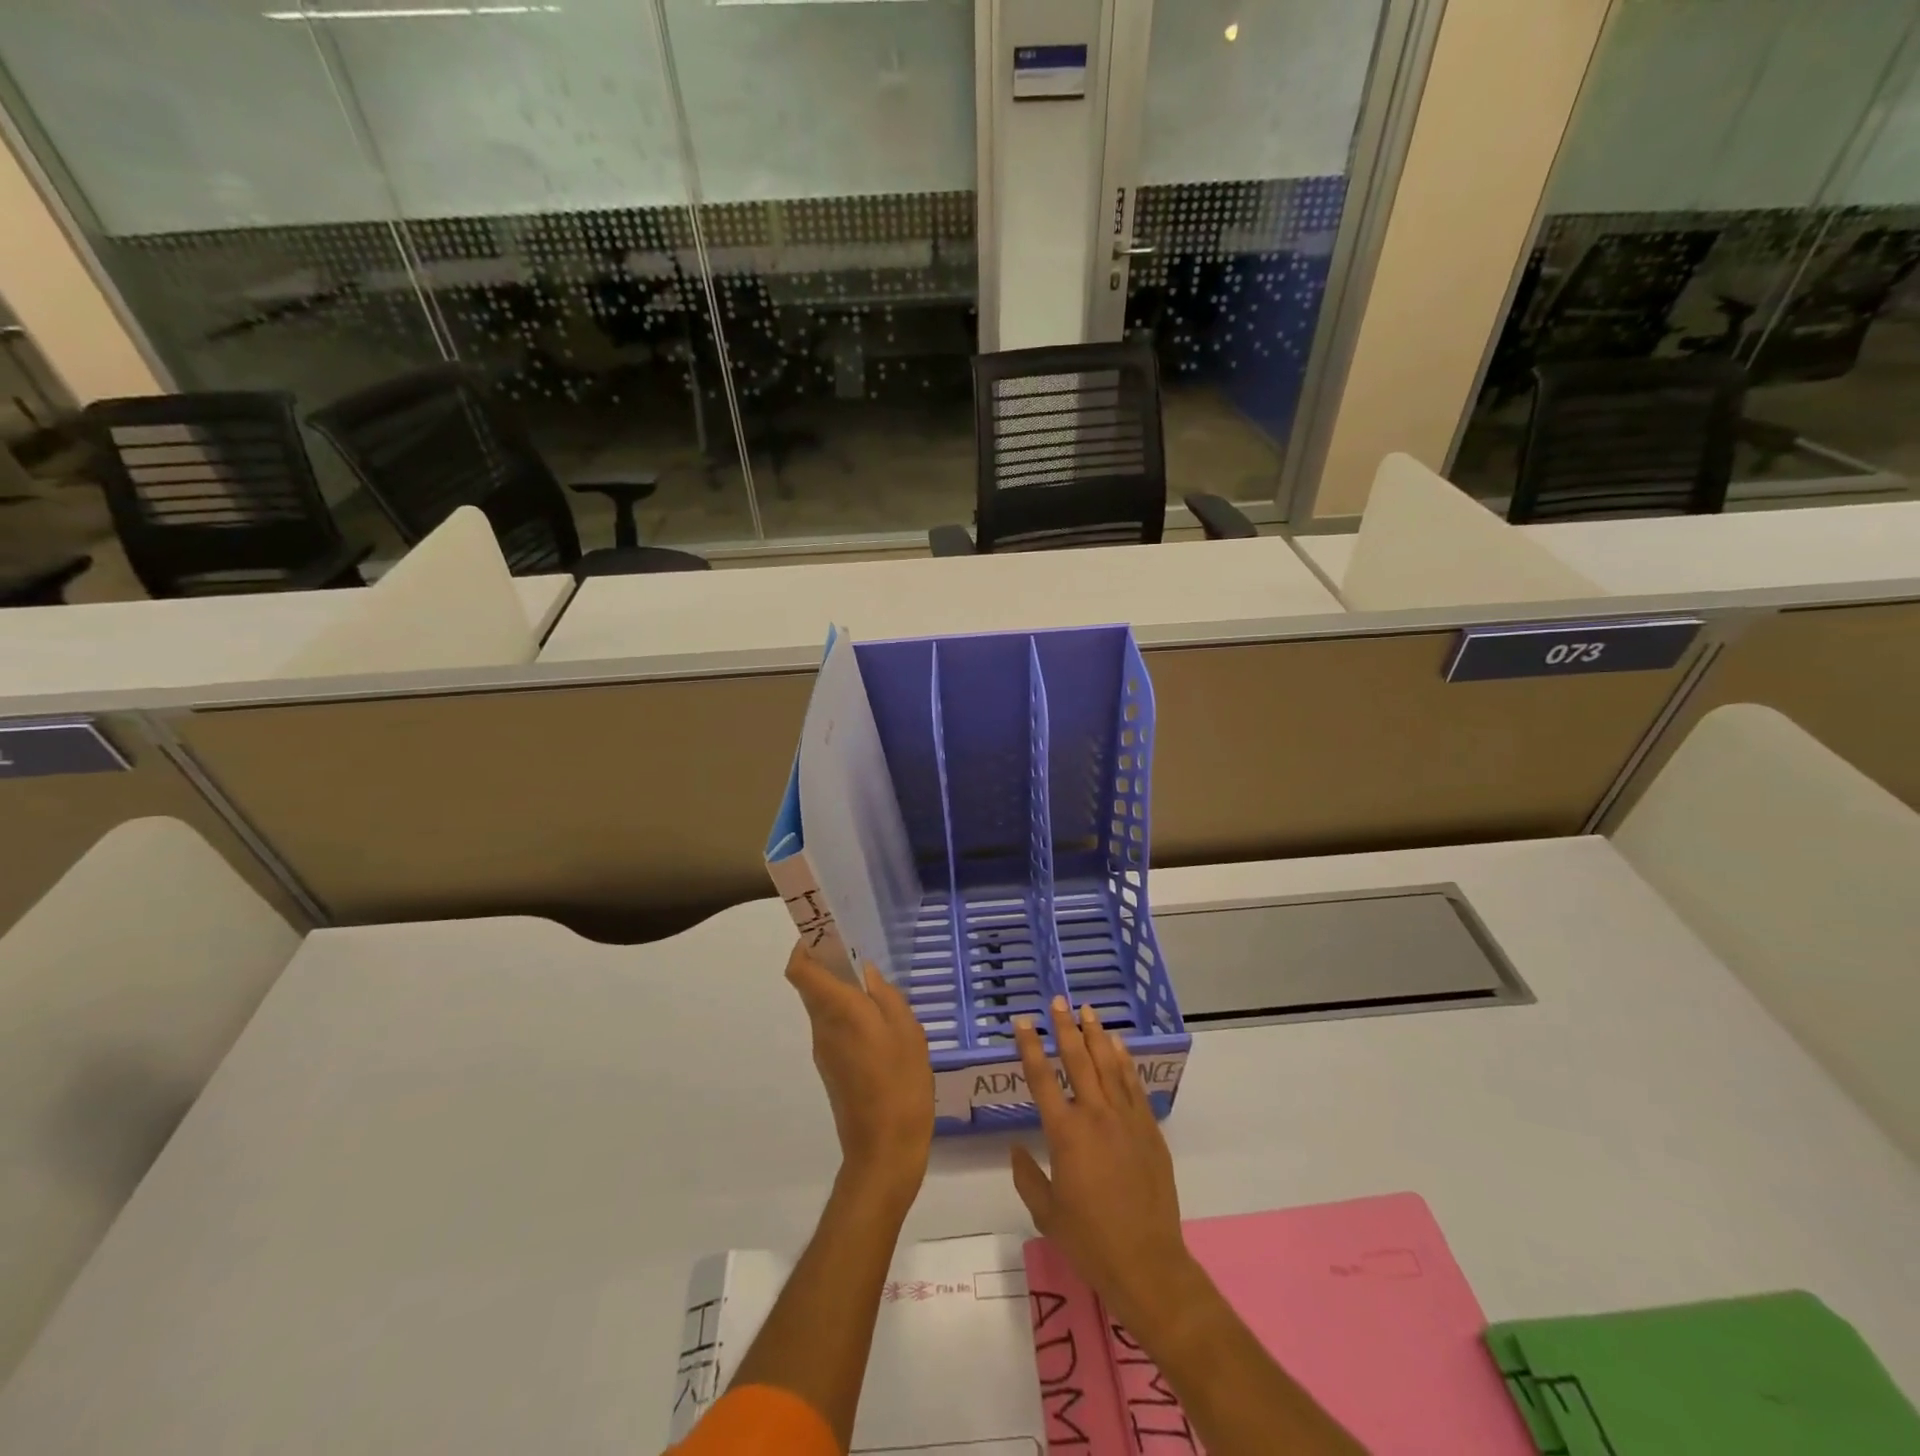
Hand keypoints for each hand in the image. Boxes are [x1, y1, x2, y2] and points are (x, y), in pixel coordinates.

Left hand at [786, 942, 933, 1216]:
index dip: (804, 946)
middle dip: (829, 965)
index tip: (825, 932)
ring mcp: (825, 1051)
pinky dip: (851, 1017)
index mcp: (838, 1010)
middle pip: (812, 986)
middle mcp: (822, 1027)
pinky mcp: (832, 1070)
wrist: (884, 1151)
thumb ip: (886, 996)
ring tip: (881, 991)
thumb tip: (866, 974)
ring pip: (825, 1008)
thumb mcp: (907, 1032)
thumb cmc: (900, 1084)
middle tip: (862, 953)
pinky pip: (836, 1029)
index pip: (799, 970)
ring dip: (843, 992)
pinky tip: (883, 1027)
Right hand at [1012, 996, 1194, 1335]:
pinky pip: (1134, 1086)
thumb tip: (1016, 1149)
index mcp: (1065, 1133)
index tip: (1023, 1021)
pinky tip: (1119, 1046)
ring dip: (1096, 1035)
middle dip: (1065, 1028)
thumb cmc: (1090, 1240)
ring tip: (1087, 1010)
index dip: (1030, 1047)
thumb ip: (1028, 1176)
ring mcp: (1126, 1120)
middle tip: (1058, 1001)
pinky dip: (1125, 1062)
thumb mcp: (1047, 1213)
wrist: (1147, 1262)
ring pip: (1108, 1065)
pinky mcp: (1149, 1130)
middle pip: (1078, 1060)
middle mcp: (1095, 1116)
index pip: (1042, 1079)